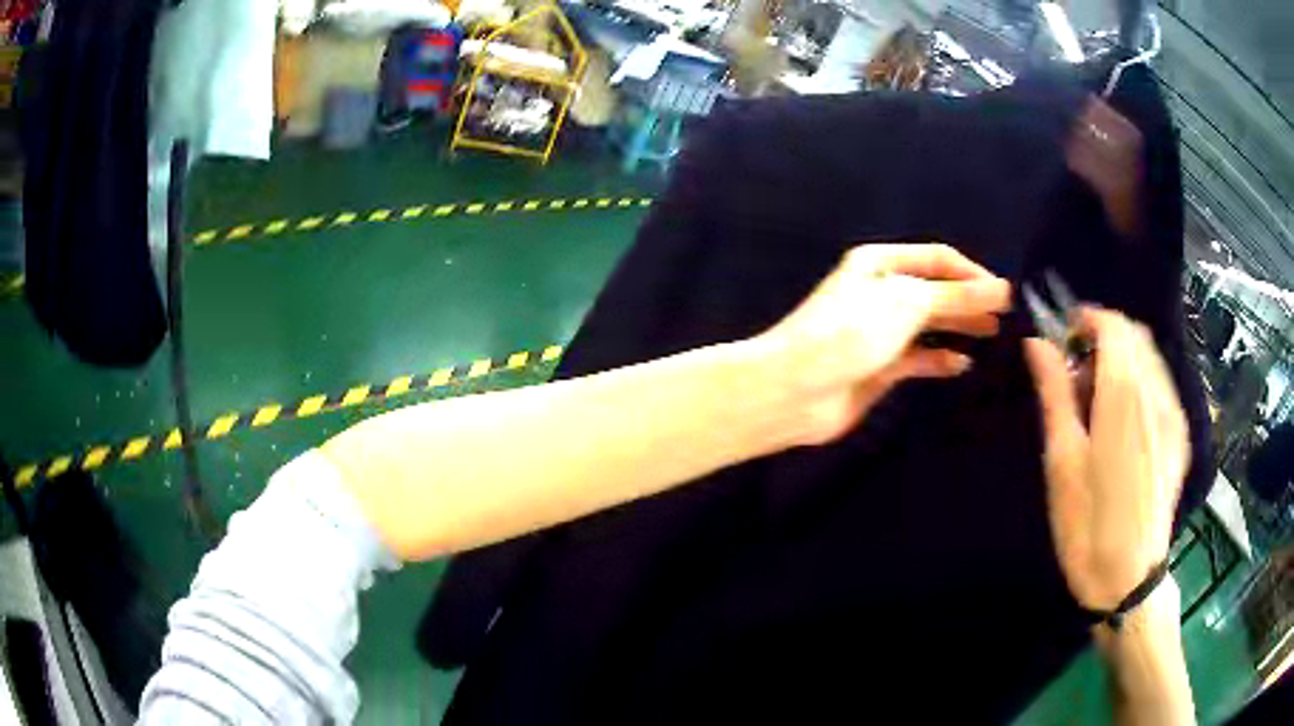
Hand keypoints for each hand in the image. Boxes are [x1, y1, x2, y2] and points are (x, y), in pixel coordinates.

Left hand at [760, 243, 1010, 444]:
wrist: (795, 390)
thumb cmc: (849, 333)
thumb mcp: (907, 303)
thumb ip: (957, 296)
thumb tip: (1003, 288)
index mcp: (880, 263)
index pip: (938, 259)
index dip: (973, 273)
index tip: (1005, 294)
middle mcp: (882, 292)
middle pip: (936, 291)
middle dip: (970, 301)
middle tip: (1006, 318)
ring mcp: (881, 331)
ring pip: (930, 324)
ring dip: (959, 328)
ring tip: (993, 336)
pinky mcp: (880, 367)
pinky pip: (919, 358)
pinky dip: (940, 359)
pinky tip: (962, 364)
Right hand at [1024, 308, 1189, 610]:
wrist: (1129, 579)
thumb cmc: (1087, 526)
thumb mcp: (1062, 462)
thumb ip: (1055, 394)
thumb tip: (1038, 343)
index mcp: (1124, 396)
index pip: (1113, 325)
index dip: (1087, 319)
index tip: (1064, 339)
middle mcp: (1155, 394)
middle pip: (1134, 335)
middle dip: (1104, 337)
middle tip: (1077, 372)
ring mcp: (1173, 415)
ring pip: (1150, 358)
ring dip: (1123, 358)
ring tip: (1099, 399)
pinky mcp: (1180, 435)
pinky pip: (1161, 385)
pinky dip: (1140, 380)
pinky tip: (1124, 421)